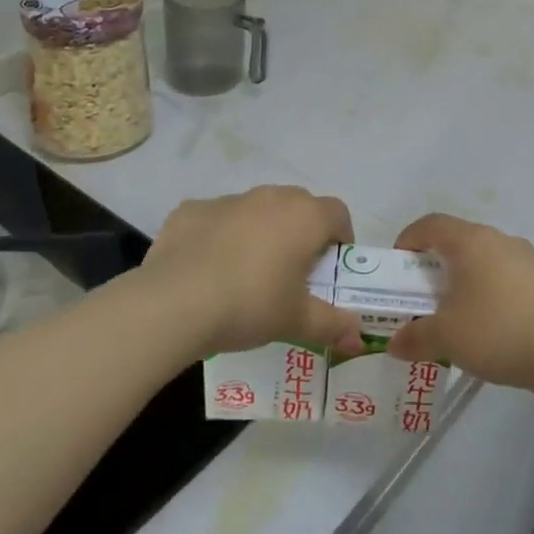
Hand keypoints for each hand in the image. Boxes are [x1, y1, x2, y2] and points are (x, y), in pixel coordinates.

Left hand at [142, 186, 363, 357]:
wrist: (175, 303)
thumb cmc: (251, 305)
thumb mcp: (297, 321)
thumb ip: (333, 325)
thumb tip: (358, 336)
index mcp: (304, 217)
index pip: (338, 213)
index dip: (340, 238)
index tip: (330, 267)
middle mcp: (271, 197)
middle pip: (298, 206)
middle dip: (300, 232)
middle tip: (292, 272)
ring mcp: (228, 200)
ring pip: (256, 210)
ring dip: (259, 232)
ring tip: (246, 272)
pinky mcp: (191, 209)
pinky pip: (216, 219)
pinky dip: (218, 236)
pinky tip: (206, 268)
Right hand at [387, 214, 533, 389]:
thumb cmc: (497, 330)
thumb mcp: (446, 338)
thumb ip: (415, 337)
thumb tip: (394, 344)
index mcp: (470, 241)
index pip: (431, 224)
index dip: (409, 239)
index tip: (399, 265)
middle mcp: (498, 239)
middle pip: (459, 240)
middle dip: (436, 263)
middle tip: (423, 293)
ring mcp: (526, 258)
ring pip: (485, 258)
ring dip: (465, 278)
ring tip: (456, 312)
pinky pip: (507, 276)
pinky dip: (490, 291)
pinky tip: (491, 325)